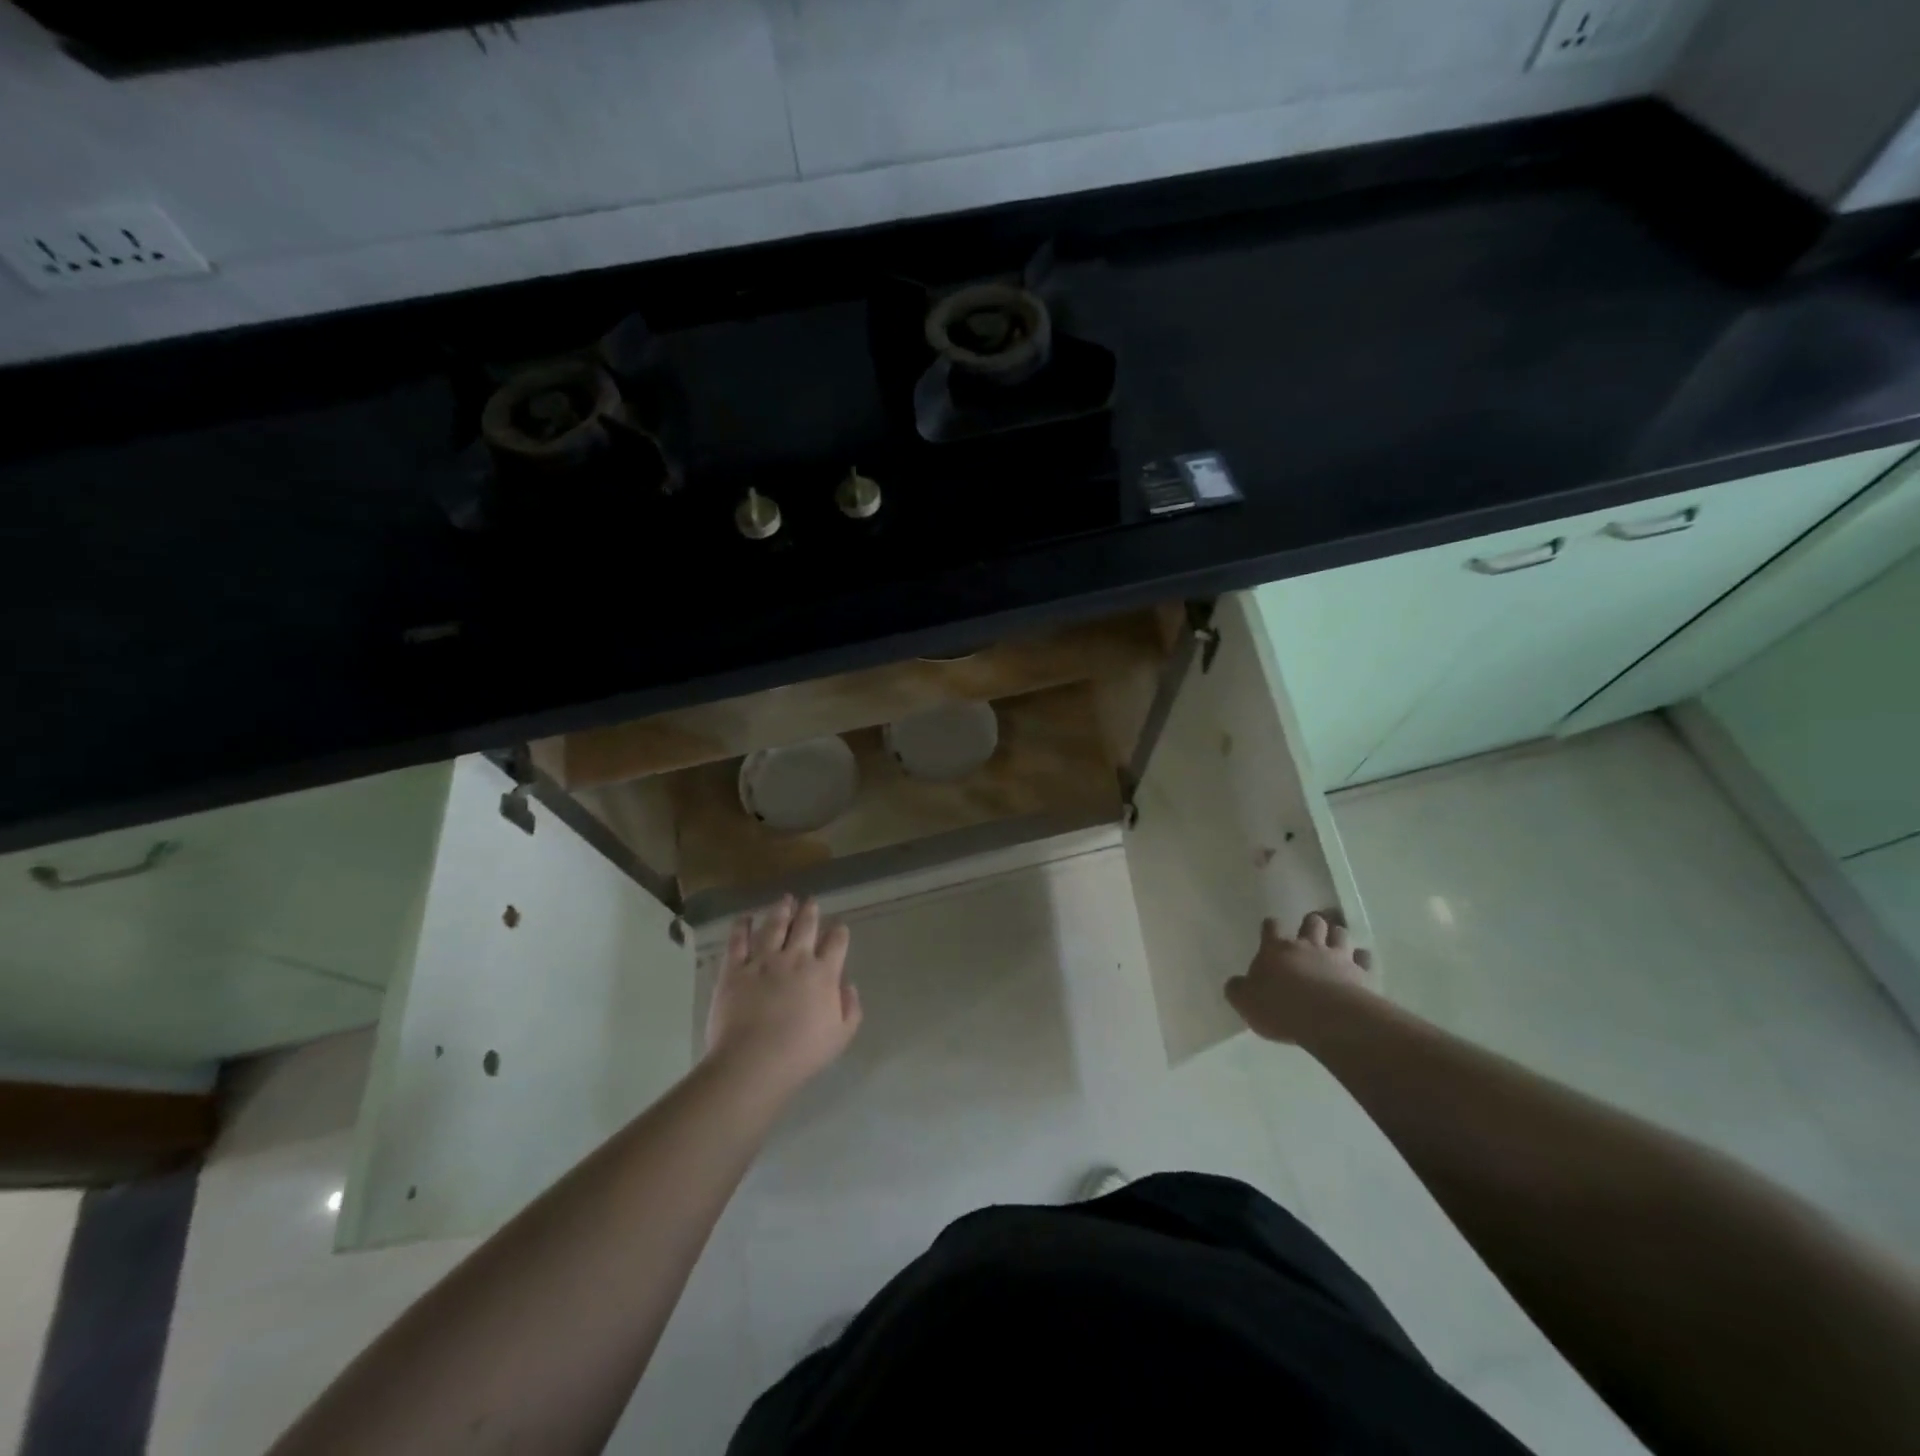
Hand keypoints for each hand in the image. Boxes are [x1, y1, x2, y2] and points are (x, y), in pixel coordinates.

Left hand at [704, 896, 861, 1098]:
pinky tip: (745, 918)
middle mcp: (795, 958)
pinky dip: (742, 926)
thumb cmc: (801, 1054)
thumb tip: (849, 985)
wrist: (753, 1062)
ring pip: (774, 926)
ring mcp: (763, 961)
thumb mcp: (841, 1036)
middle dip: (810, 911)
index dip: (839, 932)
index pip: (836, 943)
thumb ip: (850, 1008)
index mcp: (823, 973)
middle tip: (811, 901)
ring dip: (781, 910)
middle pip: (806, 926)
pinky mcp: (735, 969)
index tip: (839, 927)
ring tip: (785, 899)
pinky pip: (738, 941)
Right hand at [1225, 912, 1374, 1044]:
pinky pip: (1365, 958)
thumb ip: (1238, 989)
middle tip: (1310, 932)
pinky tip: (1360, 964)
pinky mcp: (1361, 973)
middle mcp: (1307, 946)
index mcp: (1275, 949)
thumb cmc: (1278, 1007)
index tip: (1271, 929)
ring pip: (1340, 933)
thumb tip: (1235, 983)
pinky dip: (1362, 959)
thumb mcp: (1245, 1002)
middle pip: (1312, 922)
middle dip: (1311, 924)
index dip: (1271, 927)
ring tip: (1336, 943)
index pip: (1271, 927)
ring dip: (1337, 936)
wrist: (1325, 1019)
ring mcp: (1337, 957)